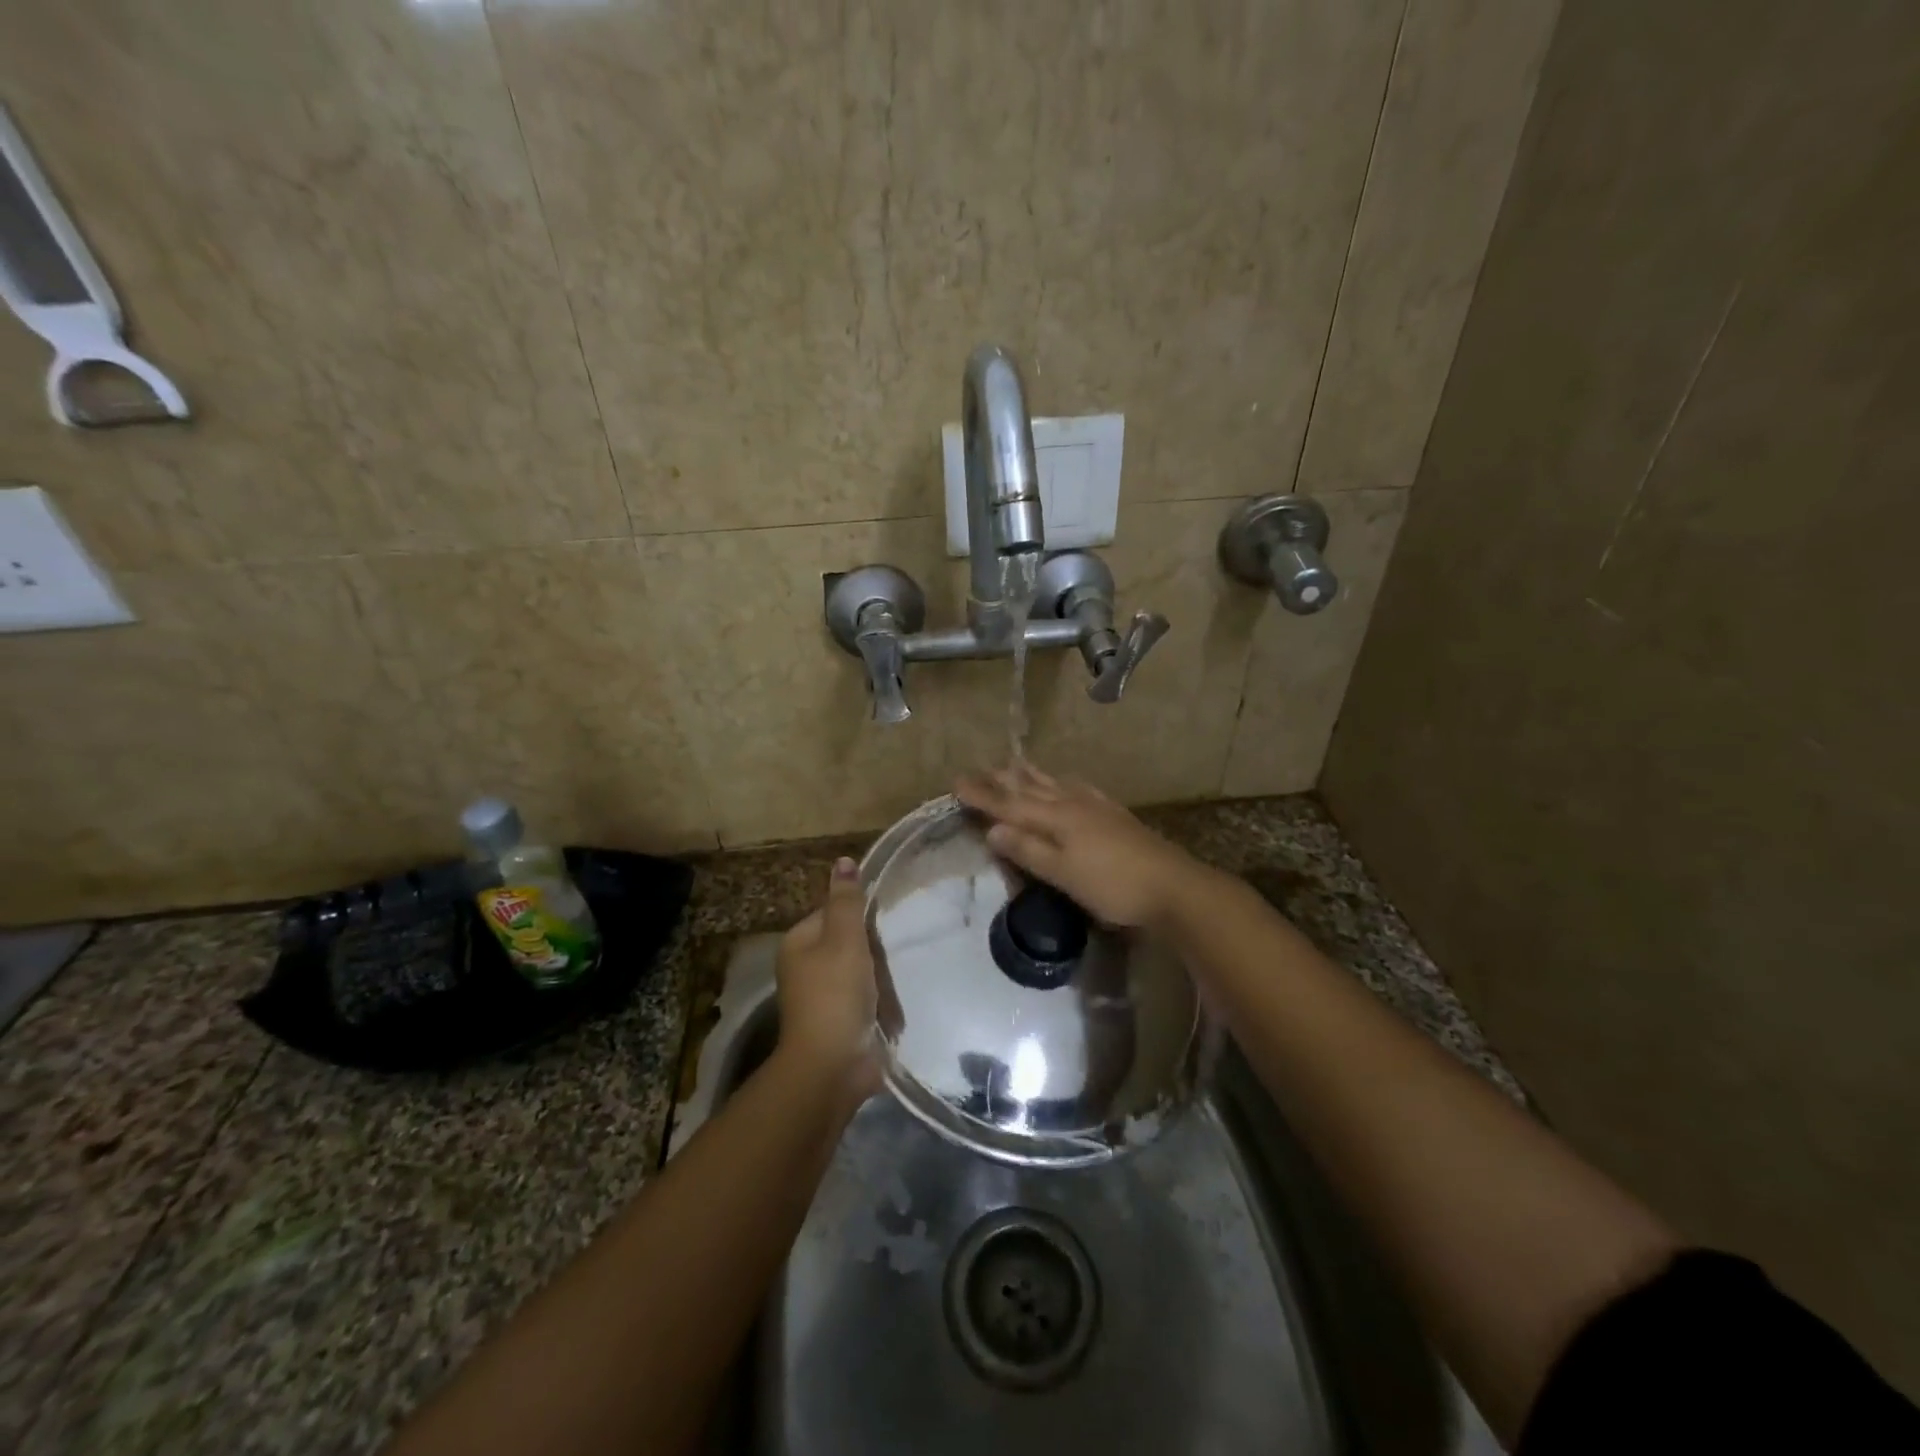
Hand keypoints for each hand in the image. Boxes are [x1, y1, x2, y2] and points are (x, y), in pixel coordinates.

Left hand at [775, 857, 880, 1102]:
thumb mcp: (845, 939)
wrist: (832, 1066)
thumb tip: (844, 861)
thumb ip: (847, 901)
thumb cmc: (836, 994)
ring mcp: (822, 998)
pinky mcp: (839, 1024)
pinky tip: (890, 1020)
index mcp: (799, 943)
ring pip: (863, 975)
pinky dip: (880, 1010)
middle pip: (851, 945)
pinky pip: (866, 1004)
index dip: (861, 923)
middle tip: (884, 972)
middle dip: (875, 960)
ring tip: (889, 1003)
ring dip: (881, 988)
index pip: (835, 915)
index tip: (878, 937)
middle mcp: (806, 968)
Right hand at [954, 764, 1210, 929]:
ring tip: (1013, 765)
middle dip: (1001, 780)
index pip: (1010, 805)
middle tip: (977, 769)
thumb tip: (993, 829)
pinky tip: (1066, 782)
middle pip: (1029, 789)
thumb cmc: (1113, 886)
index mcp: (1056, 819)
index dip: (982, 796)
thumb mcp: (1064, 875)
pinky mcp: (1113, 814)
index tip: (956, 783)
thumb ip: (1029, 850)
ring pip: (1053, 784)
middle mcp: (1072, 805)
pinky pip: (1078, 788)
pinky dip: (1062, 782)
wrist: (1172, 886)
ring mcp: (1095, 807)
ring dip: (1029, 775)